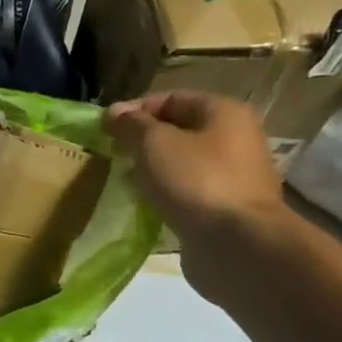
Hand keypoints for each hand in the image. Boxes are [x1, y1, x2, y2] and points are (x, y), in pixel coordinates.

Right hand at [105, 92, 290, 295]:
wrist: (235, 243)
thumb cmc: (195, 181)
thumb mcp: (153, 144)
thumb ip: (131, 125)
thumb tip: (115, 112)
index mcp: (224, 112)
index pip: (171, 98)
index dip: (135, 110)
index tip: (105, 130)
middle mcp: (236, 137)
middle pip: (180, 130)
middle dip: (144, 142)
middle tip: (114, 156)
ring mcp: (235, 175)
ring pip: (183, 163)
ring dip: (154, 170)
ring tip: (127, 182)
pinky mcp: (228, 207)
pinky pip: (190, 191)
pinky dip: (167, 194)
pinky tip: (147, 205)